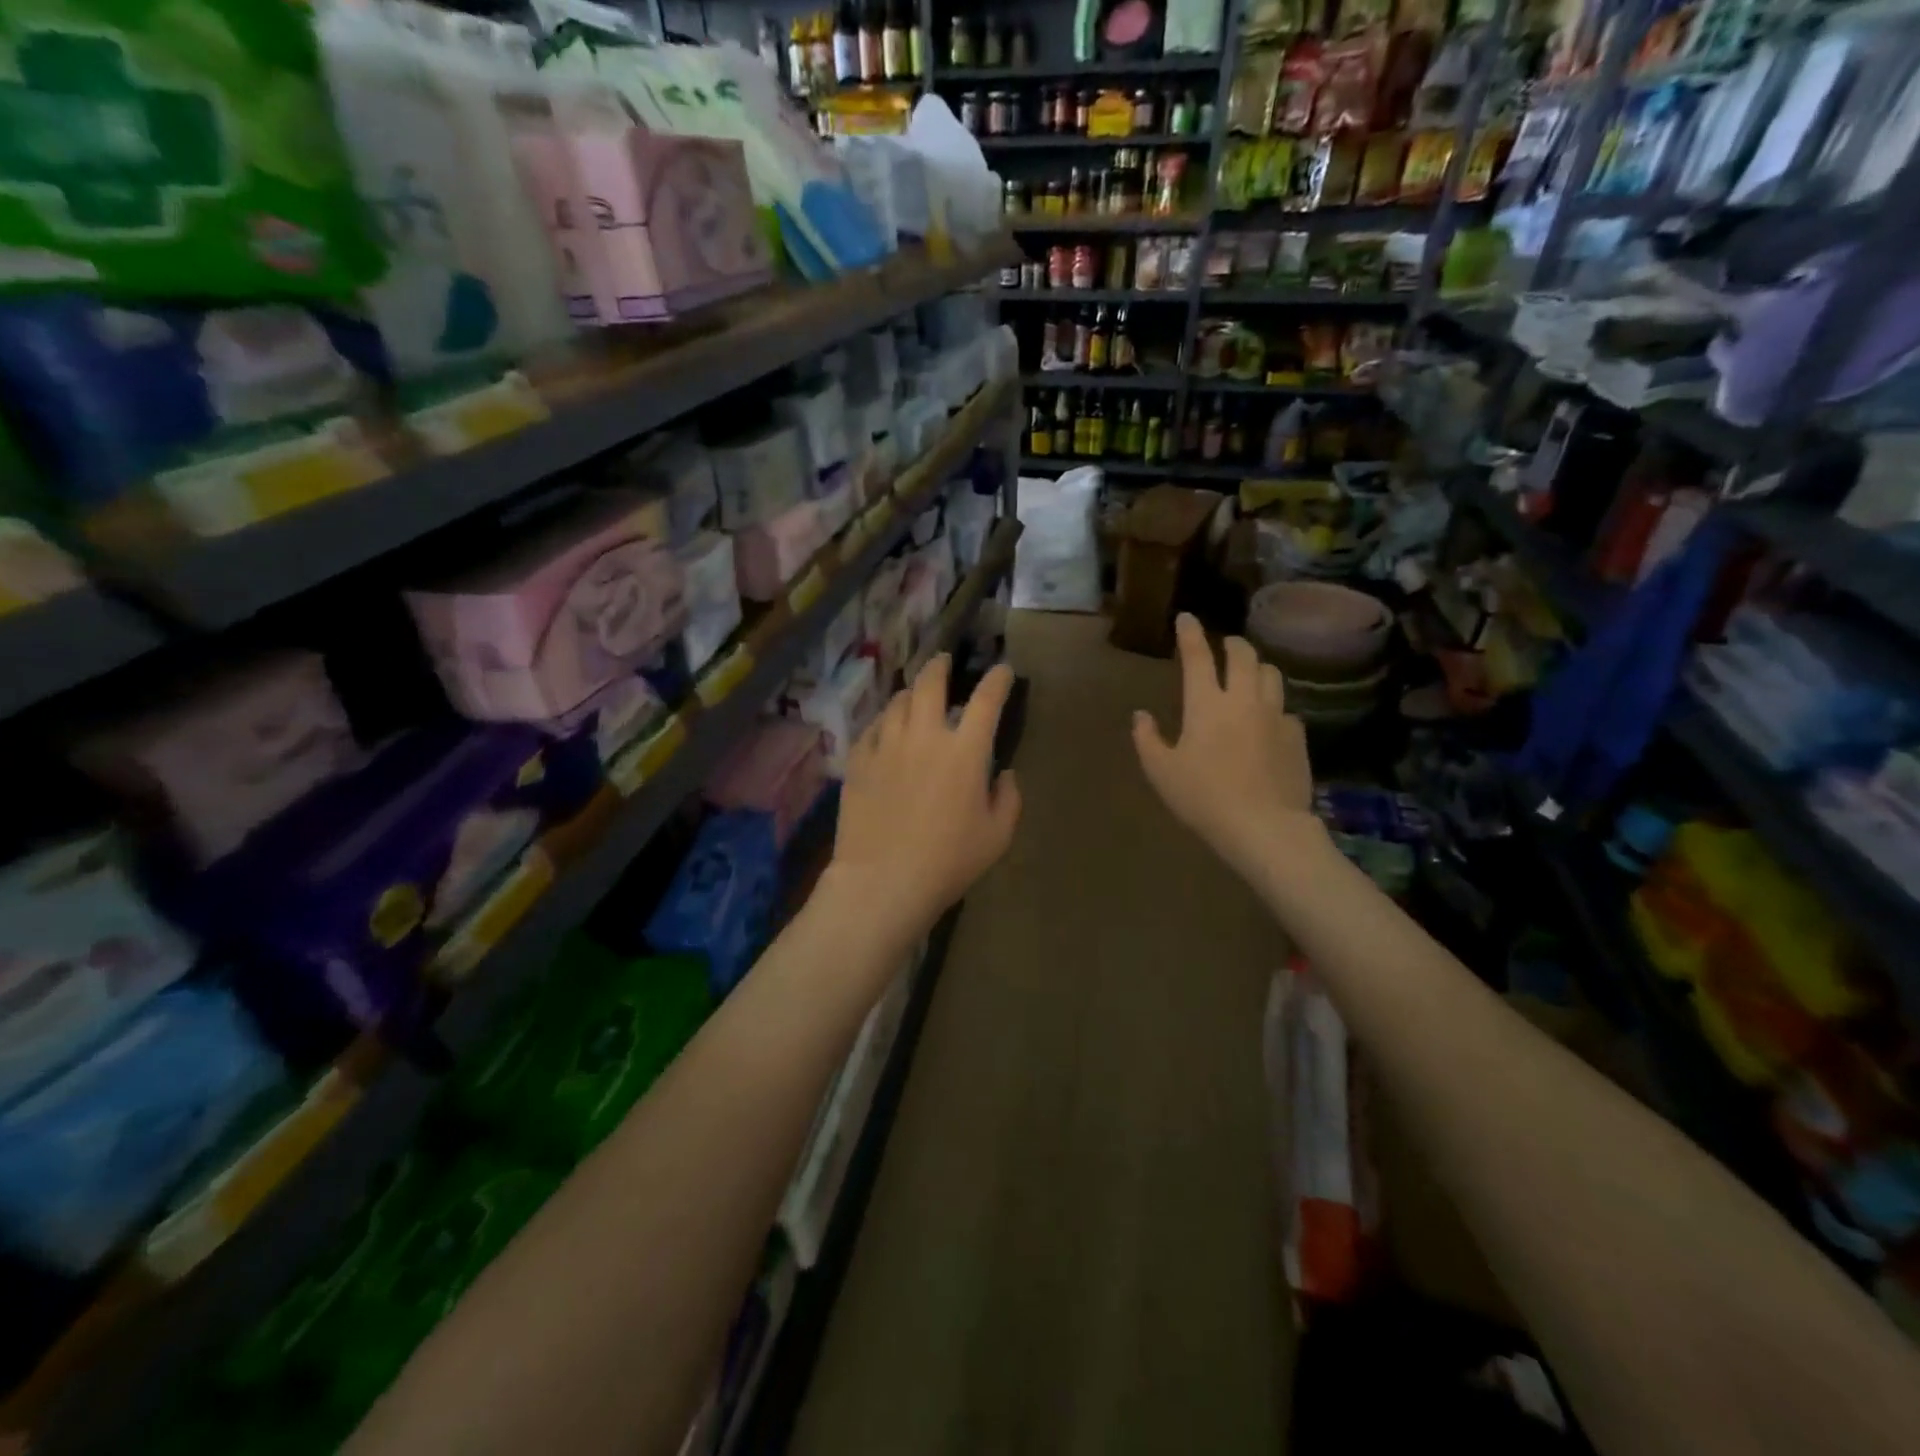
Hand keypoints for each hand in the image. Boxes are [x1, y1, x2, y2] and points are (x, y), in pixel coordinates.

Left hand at [825, 655, 1020, 943]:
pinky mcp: (858, 761)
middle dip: (940, 666)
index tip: (1003, 671)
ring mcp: (886, 745)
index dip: (997, 680)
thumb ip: (1008, 798)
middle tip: (943, 661)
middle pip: (930, 683)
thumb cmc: (949, 861)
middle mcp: (924, 736)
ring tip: (914, 695)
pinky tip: (885, 729)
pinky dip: (884, 722)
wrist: (883, 880)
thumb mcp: (997, 836)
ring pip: (897, 702)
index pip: (986, 700)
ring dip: (910, 693)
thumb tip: (1004, 773)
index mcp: (965, 751)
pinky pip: (872, 728)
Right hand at [1132, 614, 1316, 881]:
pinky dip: (1273, 706)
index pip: (1198, 655)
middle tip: (1225, 645)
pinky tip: (1268, 721)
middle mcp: (1244, 699)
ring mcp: (1275, 715)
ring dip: (1257, 667)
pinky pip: (1286, 709)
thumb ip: (1147, 739)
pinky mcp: (1297, 736)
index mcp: (1206, 704)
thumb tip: (1141, 715)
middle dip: (1232, 643)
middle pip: (1243, 655)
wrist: (1264, 826)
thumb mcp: (1161, 772)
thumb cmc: (1203, 798)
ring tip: (1250, 674)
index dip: (1190, 633)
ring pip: (1271, 674)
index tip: (1187, 617)